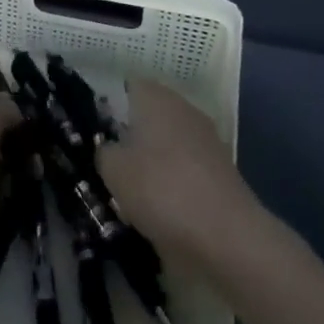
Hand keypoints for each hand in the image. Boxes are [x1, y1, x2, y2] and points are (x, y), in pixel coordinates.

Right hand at [96, 78, 256, 265]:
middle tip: (109, 164)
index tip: (96, 131)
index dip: (110, 105)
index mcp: (156, 97)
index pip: (128, 86)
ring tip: (130, 193)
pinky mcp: (219, 170)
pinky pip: (184, 168)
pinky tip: (159, 209)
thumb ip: (104, 152)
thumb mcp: (114, 171)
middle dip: (130, 137)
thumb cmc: (161, 190)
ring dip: (151, 162)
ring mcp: (205, 139)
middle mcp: (183, 109)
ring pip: (167, 143)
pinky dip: (171, 182)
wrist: (226, 236)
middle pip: (149, 116)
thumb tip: (109, 148)